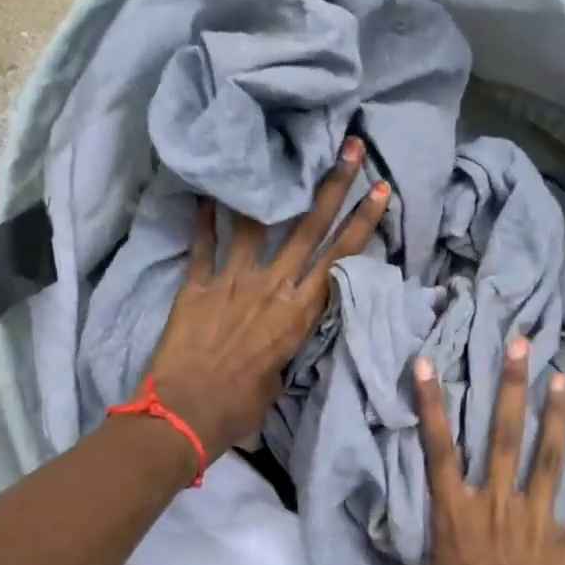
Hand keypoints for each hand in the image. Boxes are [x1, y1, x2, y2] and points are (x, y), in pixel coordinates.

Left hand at [146, 140, 388, 464]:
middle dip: (333, 185)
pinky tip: (206, 191)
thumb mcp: (280, 377)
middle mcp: (271, 288)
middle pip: (308, 228)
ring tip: (278, 152)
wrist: (184, 417)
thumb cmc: (240, 409)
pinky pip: (203, 245)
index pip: (339, 259)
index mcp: (298, 314)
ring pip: (256, 225)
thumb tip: (287, 325)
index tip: (380, 190)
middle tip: (349, 147)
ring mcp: (232, 282)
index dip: (363, 223)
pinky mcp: (196, 286)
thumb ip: (288, 342)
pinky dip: (204, 219)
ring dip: (272, 188)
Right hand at [408, 339, 564, 564]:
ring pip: (550, 460)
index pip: (438, 449)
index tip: (430, 362)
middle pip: (502, 436)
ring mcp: (538, 525)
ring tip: (562, 380)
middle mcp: (497, 508)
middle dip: (509, 387)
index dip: (433, 403)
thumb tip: (387, 524)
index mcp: (455, 517)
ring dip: (555, 418)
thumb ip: (407, 552)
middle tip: (520, 344)